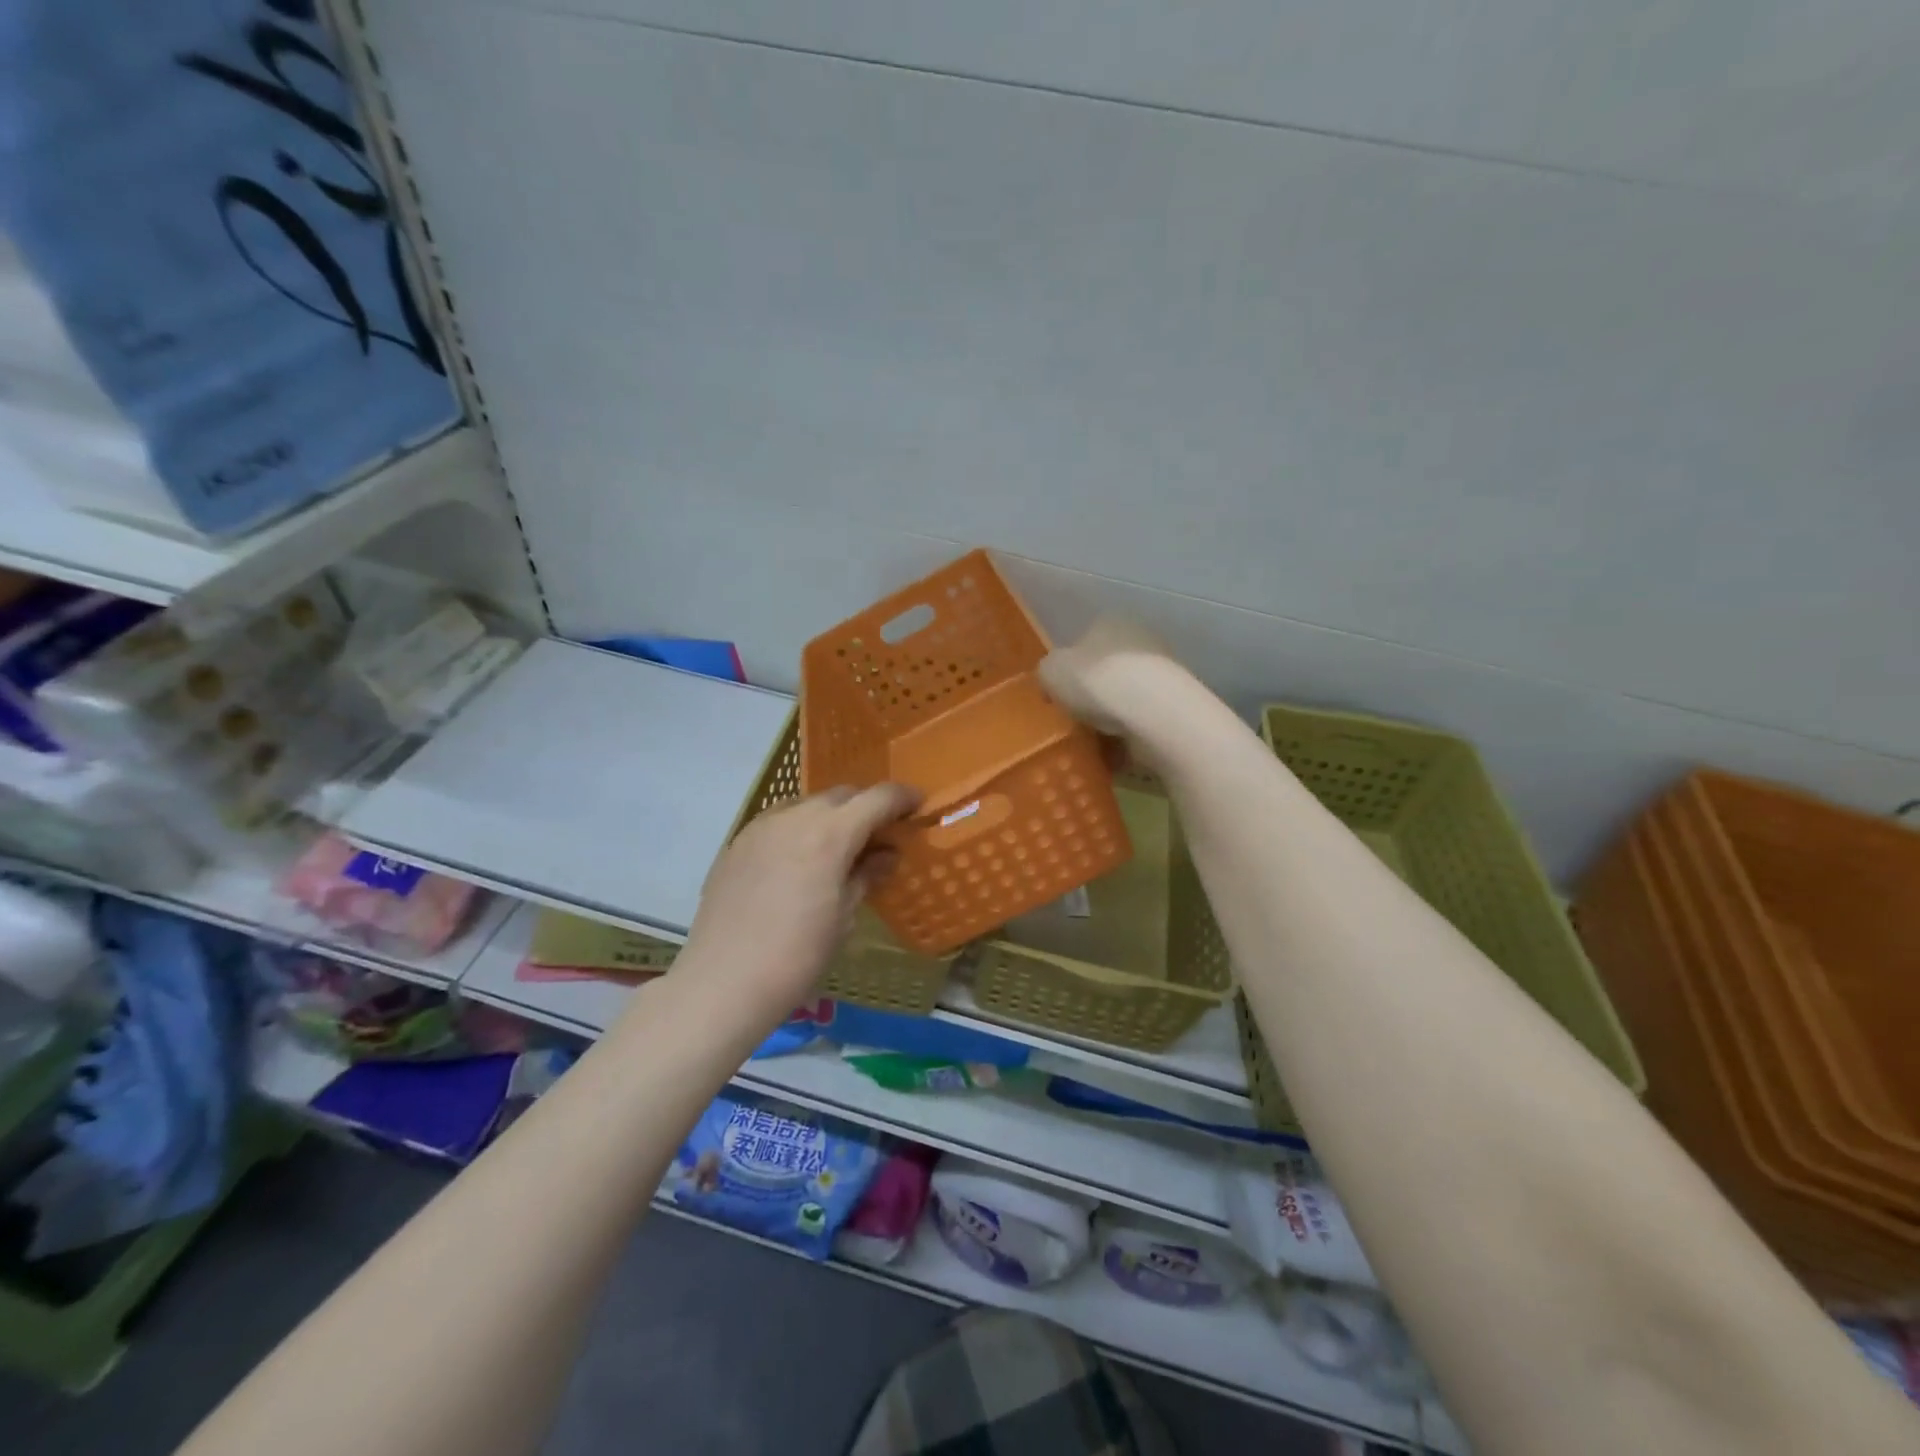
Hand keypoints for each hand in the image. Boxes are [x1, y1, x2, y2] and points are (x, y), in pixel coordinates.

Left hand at [677, 783, 919, 1026]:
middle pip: (842, 795)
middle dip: (866, 807)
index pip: (877, 798)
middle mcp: (795, 817)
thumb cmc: (798, 955)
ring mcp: (761, 827)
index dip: (903, 798)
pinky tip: (800, 859)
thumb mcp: (844, 917)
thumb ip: (867, 875)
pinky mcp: (737, 843)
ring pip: (807, 804)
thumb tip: (887, 854)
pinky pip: (778, 821)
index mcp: (830, 833)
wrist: (723, 982)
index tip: (918, 806)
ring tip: (839, 847)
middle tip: (880, 834)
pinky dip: (799, 828)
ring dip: (830, 815)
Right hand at [1039, 617, 1188, 746]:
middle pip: (1109, 669)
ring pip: (1128, 696)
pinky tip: (1117, 751)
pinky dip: (1130, 735)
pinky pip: (1143, 721)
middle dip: (1094, 693)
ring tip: (1095, 740)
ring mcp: (1163, 673)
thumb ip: (1048, 672)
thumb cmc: (1096, 681)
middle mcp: (1141, 640)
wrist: (1154, 712)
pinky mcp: (1176, 705)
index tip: (1059, 695)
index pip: (1085, 640)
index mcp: (1110, 622)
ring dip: (1113, 717)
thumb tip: (1054, 681)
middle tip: (1075, 718)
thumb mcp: (1051, 671)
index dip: (1070, 668)